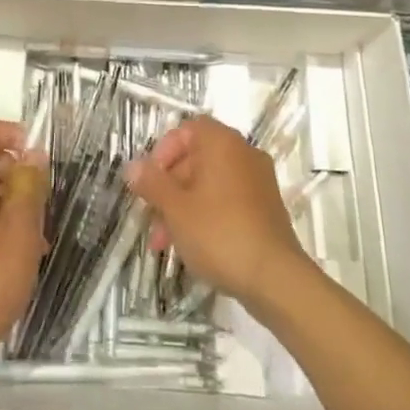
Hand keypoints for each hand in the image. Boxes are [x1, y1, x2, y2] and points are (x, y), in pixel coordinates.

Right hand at [125, 116, 313, 311]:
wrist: (276, 279)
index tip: (150, 181)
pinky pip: (229, 200)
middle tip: (152, 219)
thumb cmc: (219, 233)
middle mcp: (243, 153)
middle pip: (197, 158)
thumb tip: (132, 166)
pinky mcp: (267, 209)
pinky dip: (208, 215)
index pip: (187, 130)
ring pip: (210, 183)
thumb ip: (152, 183)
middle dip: (169, 188)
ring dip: (184, 206)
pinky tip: (193, 246)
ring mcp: (259, 181)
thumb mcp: (176, 208)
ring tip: (164, 243)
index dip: (164, 151)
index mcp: (222, 142)